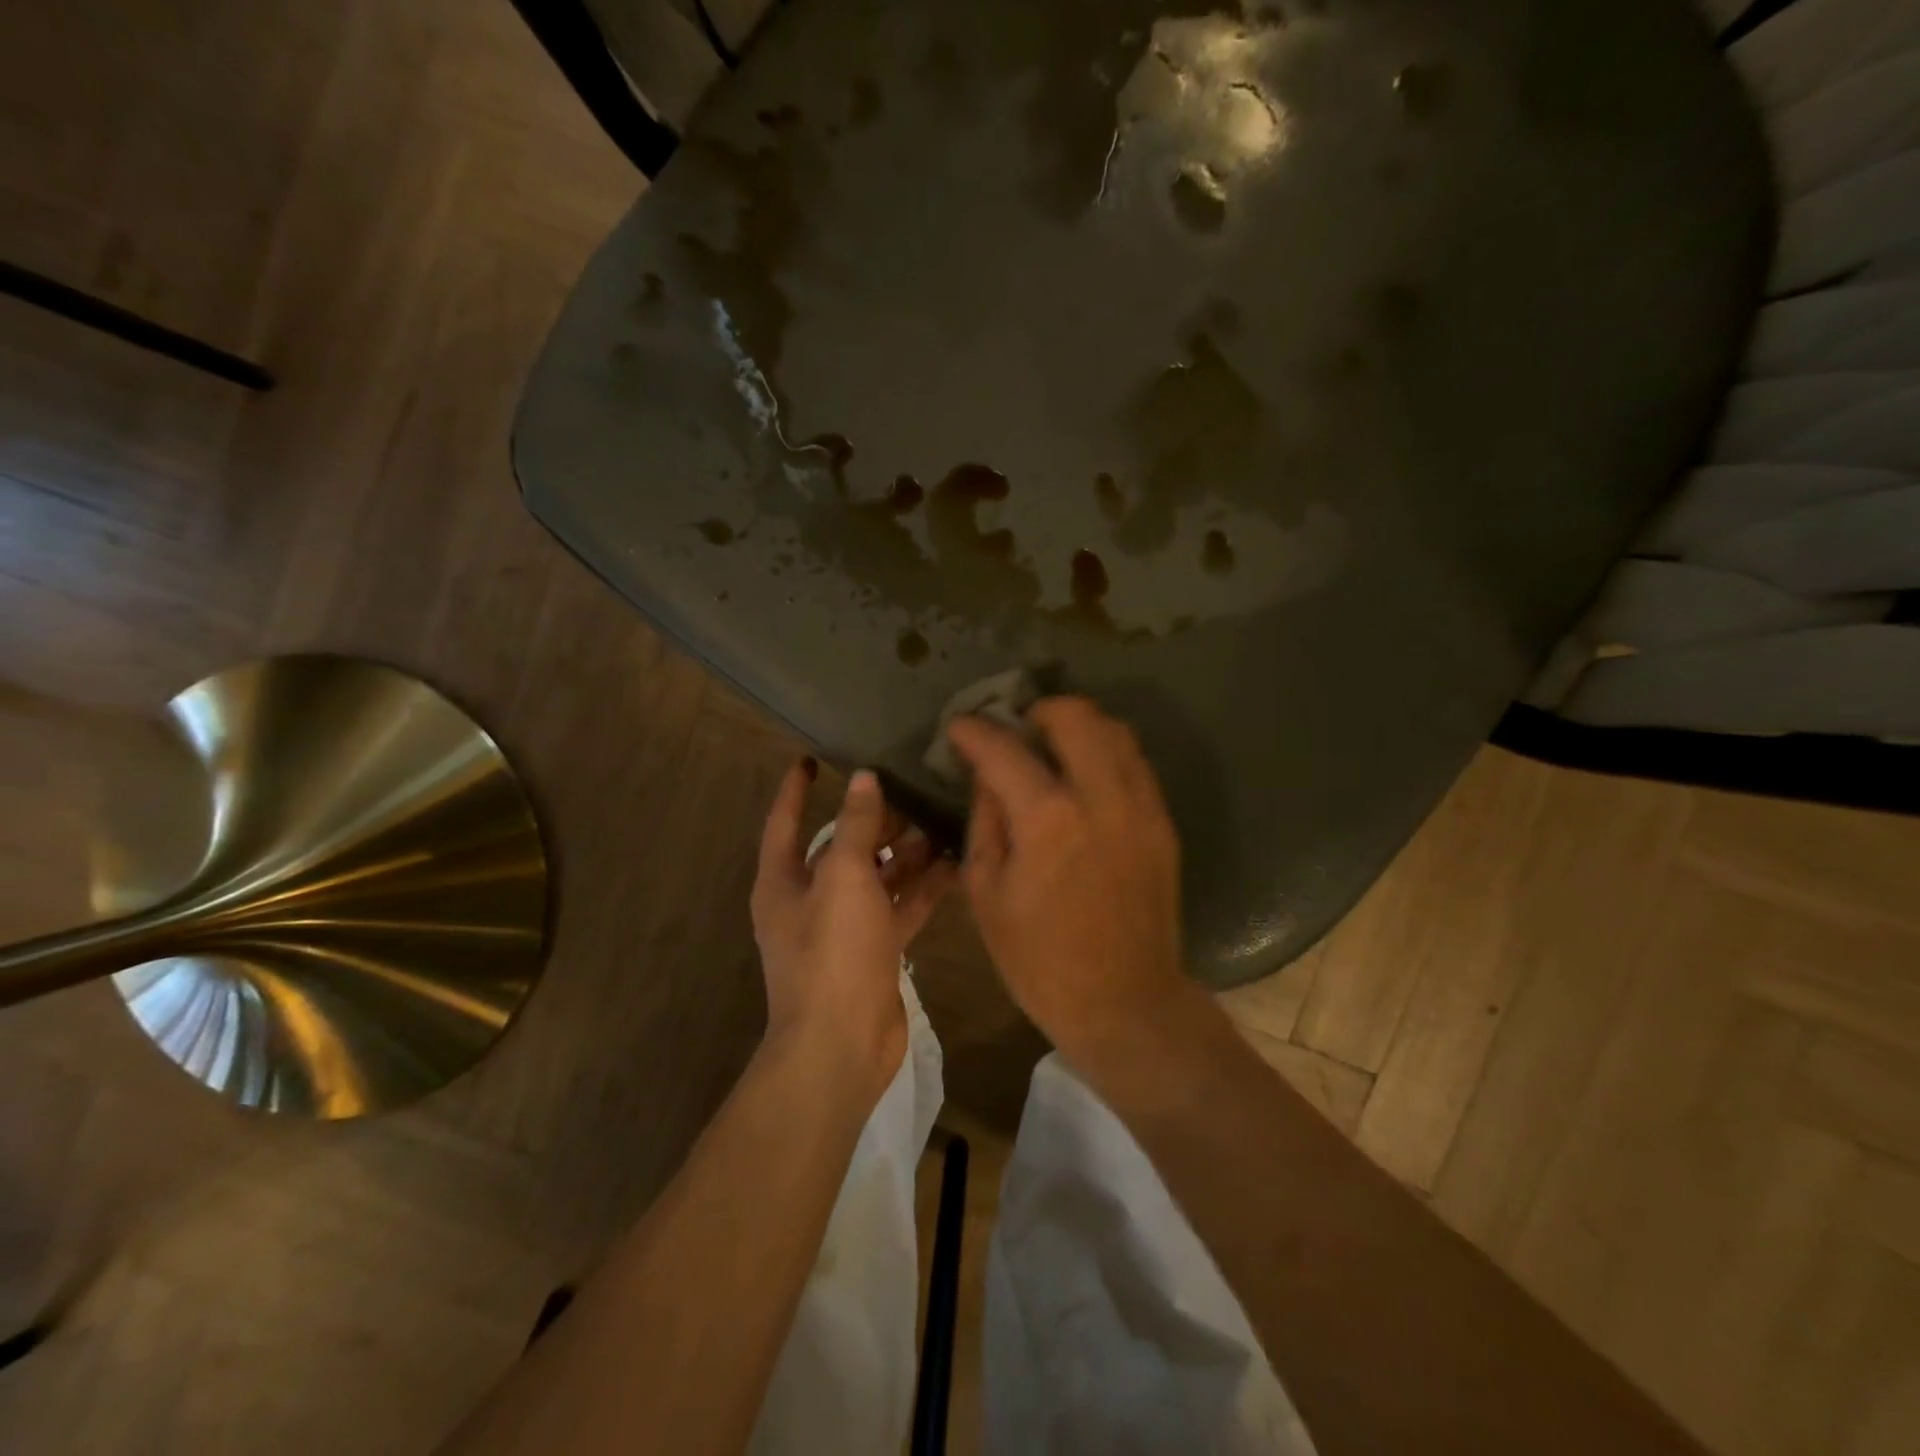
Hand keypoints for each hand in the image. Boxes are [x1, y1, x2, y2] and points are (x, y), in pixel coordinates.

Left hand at [751, 760, 955, 1089]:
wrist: (841, 1044)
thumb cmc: (832, 951)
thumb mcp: (844, 877)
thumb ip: (855, 825)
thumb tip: (863, 779)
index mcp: (784, 880)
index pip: (785, 821)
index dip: (796, 789)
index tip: (811, 758)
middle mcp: (811, 899)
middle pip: (842, 847)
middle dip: (874, 820)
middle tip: (913, 788)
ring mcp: (844, 927)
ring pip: (877, 877)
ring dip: (906, 853)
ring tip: (943, 821)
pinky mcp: (876, 950)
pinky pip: (900, 907)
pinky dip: (923, 888)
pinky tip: (956, 866)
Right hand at [947, 697, 1189, 1060]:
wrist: (1125, 1003)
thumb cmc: (1039, 961)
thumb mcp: (987, 893)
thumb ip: (985, 821)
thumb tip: (988, 777)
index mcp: (1048, 819)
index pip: (1004, 748)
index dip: (973, 731)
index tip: (958, 726)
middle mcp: (1101, 797)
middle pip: (1074, 715)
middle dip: (1037, 710)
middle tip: (1015, 730)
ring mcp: (1141, 807)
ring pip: (1115, 730)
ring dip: (1077, 725)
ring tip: (1052, 745)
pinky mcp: (1162, 823)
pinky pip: (1135, 763)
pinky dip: (1105, 753)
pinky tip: (1084, 776)